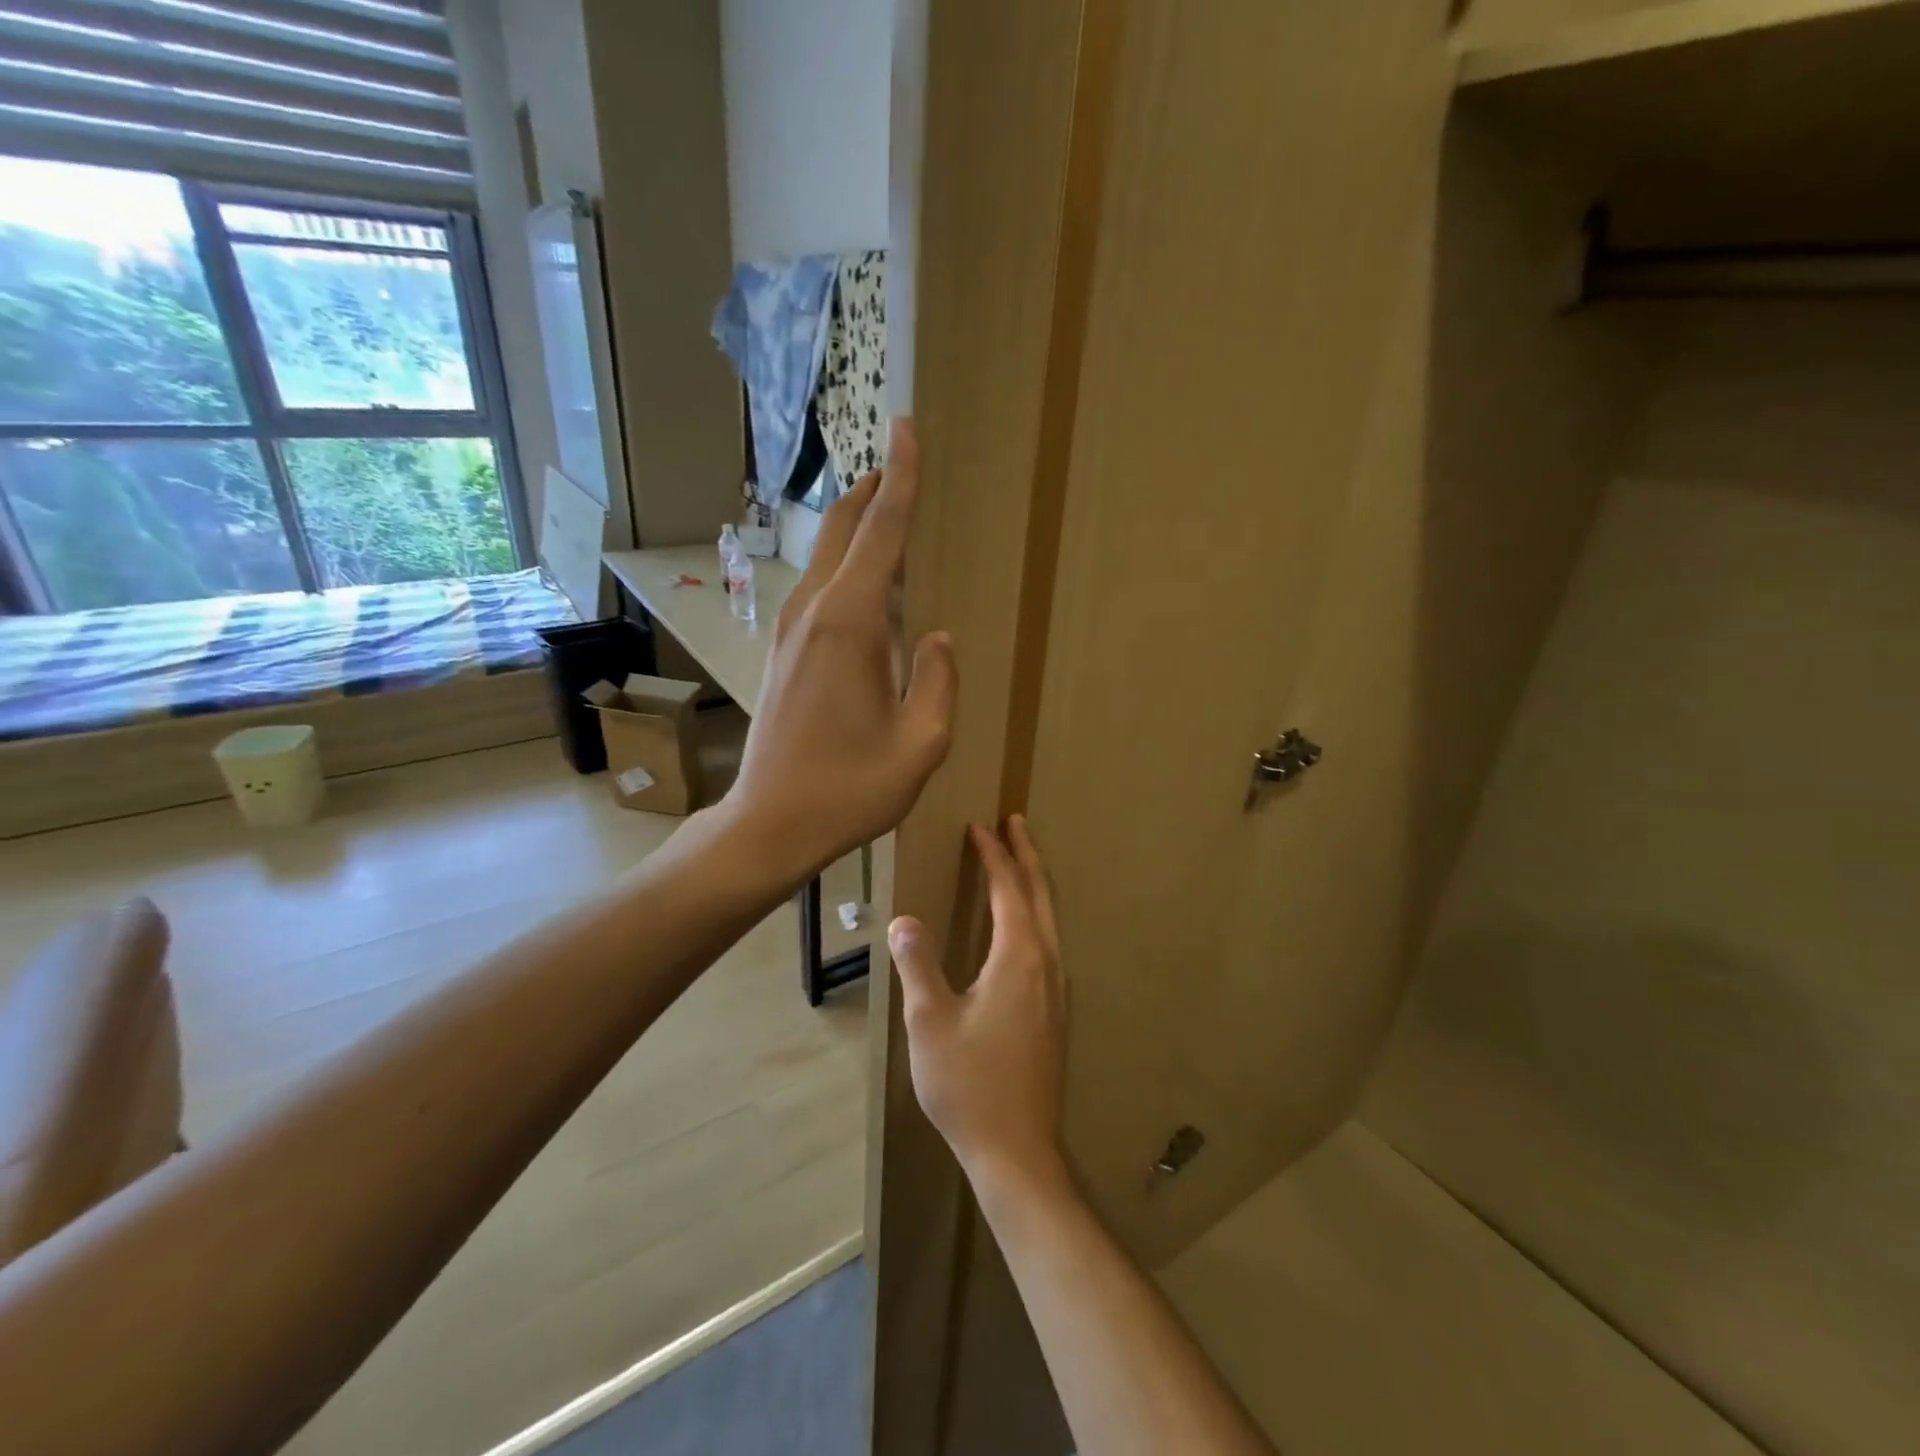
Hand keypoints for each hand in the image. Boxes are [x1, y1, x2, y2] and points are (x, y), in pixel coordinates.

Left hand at [726, 419, 956, 880]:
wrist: (770, 823)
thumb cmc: (851, 788)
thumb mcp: (922, 743)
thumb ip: (938, 679)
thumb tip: (936, 636)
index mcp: (851, 624)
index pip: (881, 532)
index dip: (901, 479)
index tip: (907, 429)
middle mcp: (814, 613)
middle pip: (842, 530)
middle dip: (873, 490)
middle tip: (901, 462)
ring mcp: (790, 631)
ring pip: (826, 557)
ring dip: (856, 527)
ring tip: (889, 514)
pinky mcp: (783, 652)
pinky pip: (819, 589)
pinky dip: (844, 565)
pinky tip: (866, 583)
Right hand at [889, 817, 1067, 1194]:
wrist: (1018, 1150)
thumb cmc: (969, 1084)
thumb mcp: (929, 1022)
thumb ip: (918, 964)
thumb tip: (905, 919)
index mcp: (1019, 957)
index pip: (1008, 889)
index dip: (993, 855)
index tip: (980, 827)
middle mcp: (1046, 964)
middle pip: (1041, 895)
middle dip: (1027, 855)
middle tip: (1015, 823)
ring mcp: (1056, 989)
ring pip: (1050, 918)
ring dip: (1034, 883)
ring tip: (1020, 861)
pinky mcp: (1055, 1011)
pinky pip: (1049, 941)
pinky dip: (1036, 913)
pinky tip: (1024, 926)